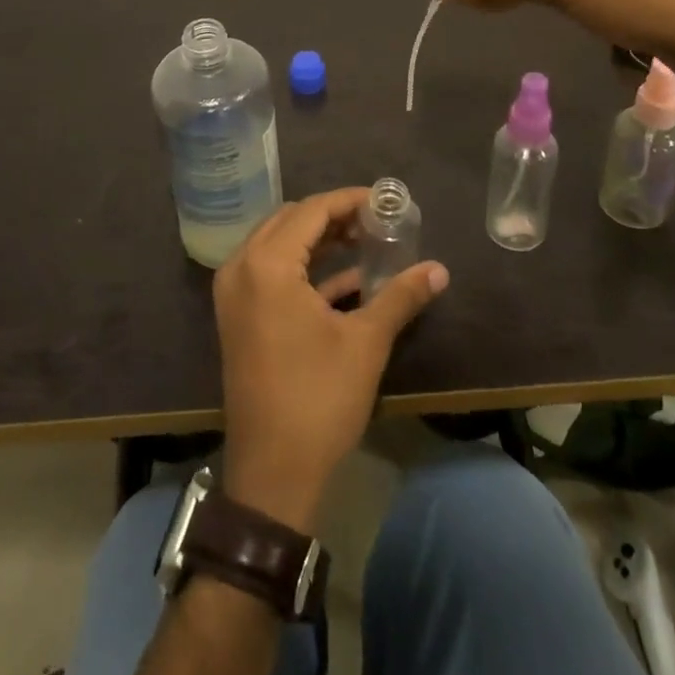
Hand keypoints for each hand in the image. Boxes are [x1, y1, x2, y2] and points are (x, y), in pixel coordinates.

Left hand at [214, 188, 447, 530]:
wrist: (272, 473)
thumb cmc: (318, 399)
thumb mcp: (365, 342)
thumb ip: (400, 296)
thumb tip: (439, 270)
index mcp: (267, 264)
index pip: (312, 210)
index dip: (350, 201)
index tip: (385, 202)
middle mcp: (241, 267)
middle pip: (291, 220)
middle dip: (334, 217)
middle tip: (375, 223)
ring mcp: (234, 292)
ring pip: (279, 244)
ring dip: (319, 240)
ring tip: (365, 243)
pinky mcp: (238, 315)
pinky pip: (271, 272)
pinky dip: (305, 268)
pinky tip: (347, 280)